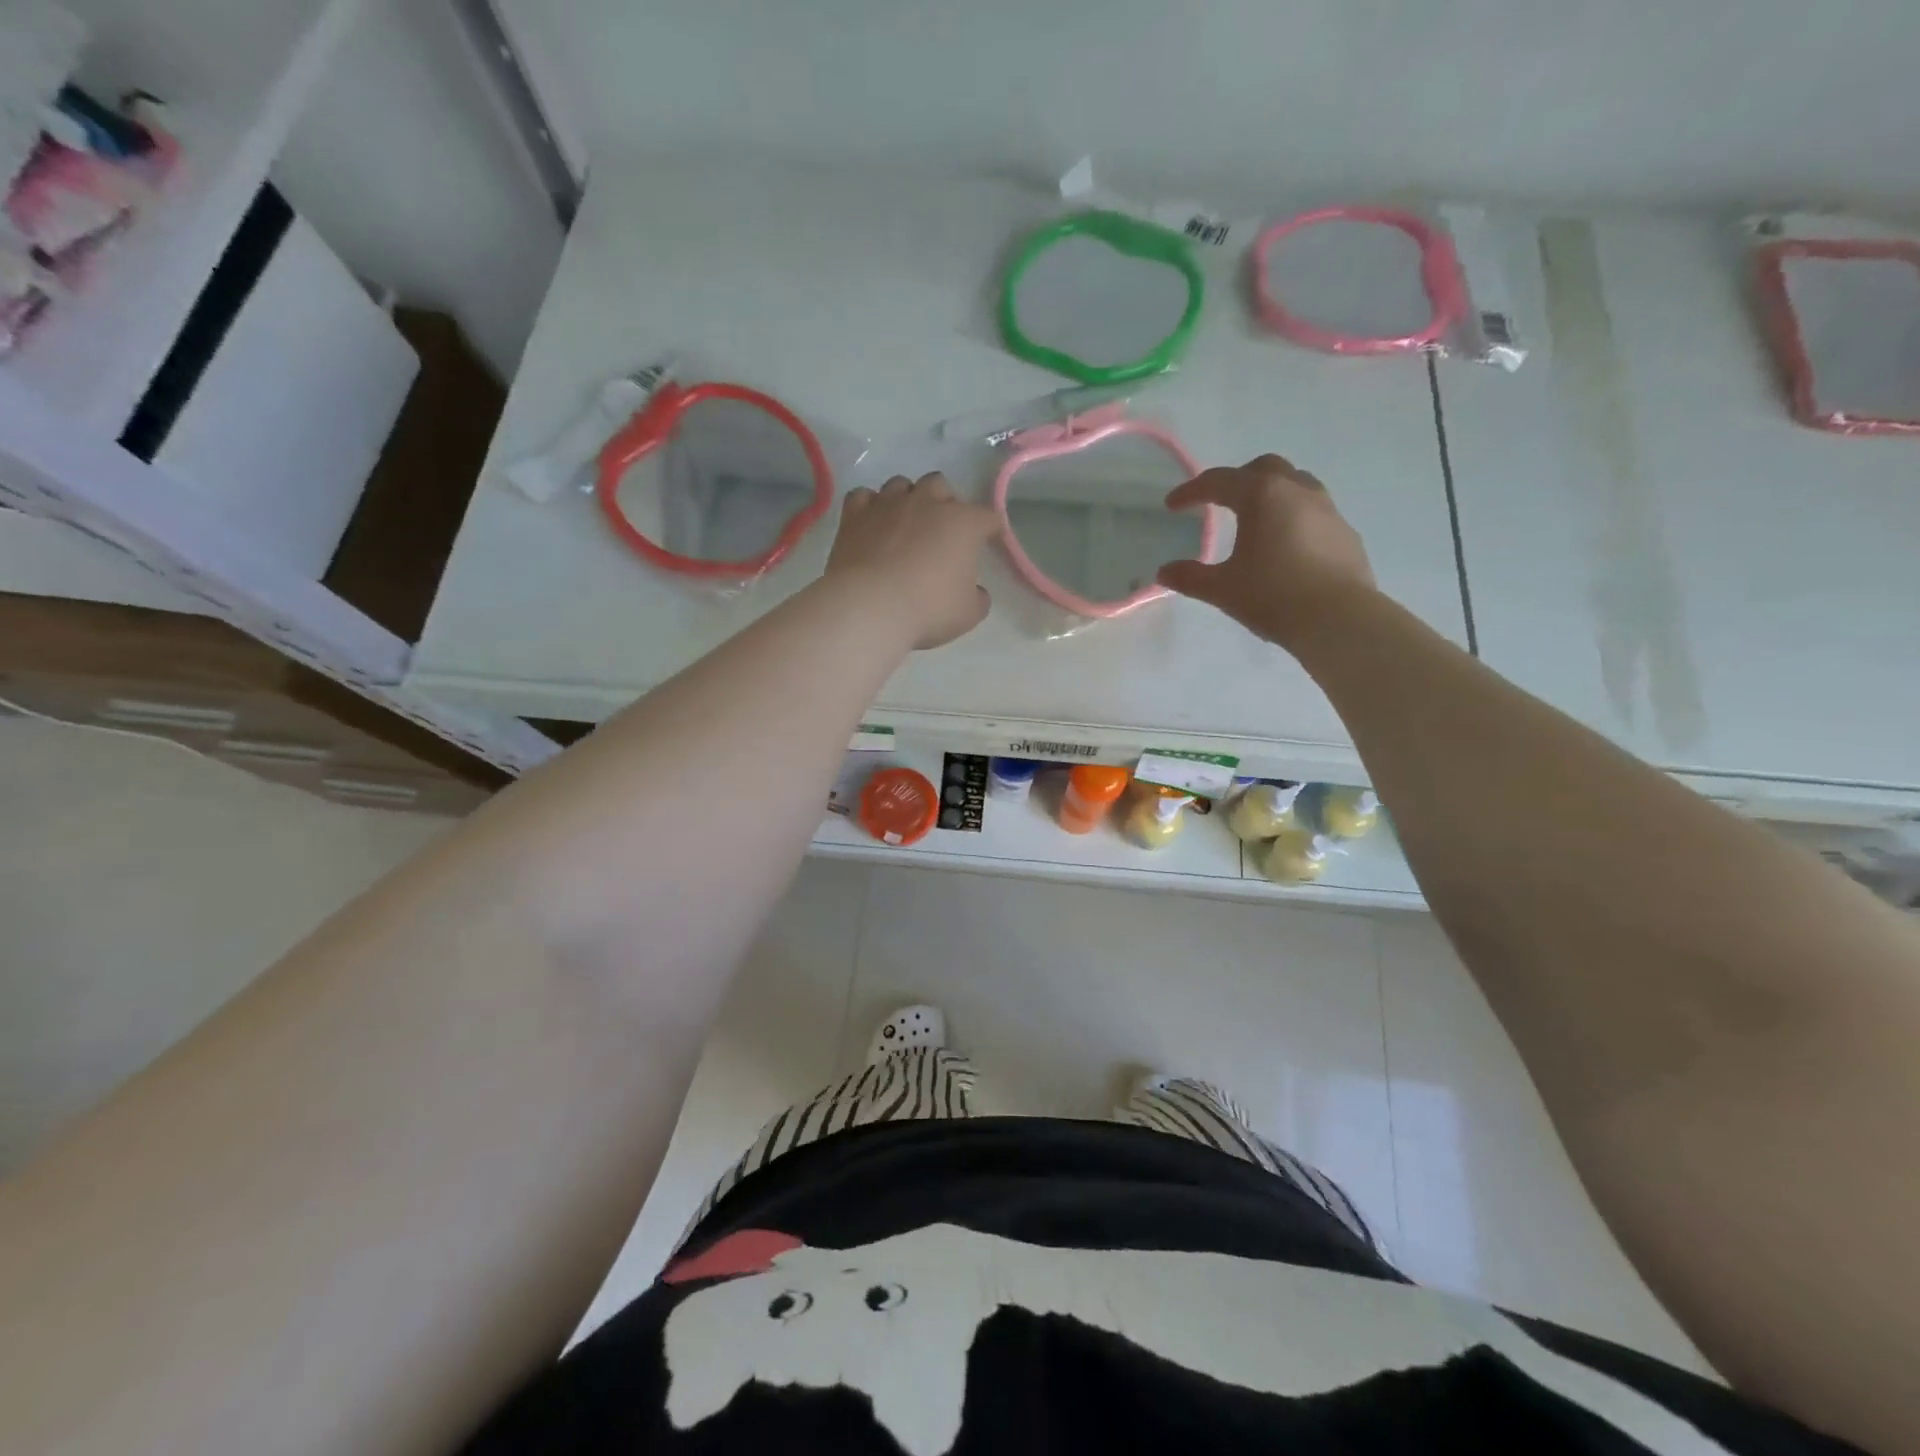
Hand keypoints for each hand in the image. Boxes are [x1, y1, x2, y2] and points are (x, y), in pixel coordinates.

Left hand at [826, 473, 999, 648]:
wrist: (870, 607)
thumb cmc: (928, 609)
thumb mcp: (968, 614)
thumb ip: (977, 597)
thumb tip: (975, 591)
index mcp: (963, 523)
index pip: (987, 517)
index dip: (991, 529)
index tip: (989, 541)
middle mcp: (927, 503)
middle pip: (940, 486)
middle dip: (943, 502)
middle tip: (940, 530)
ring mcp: (888, 504)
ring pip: (901, 485)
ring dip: (906, 499)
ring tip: (904, 523)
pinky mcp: (855, 514)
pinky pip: (863, 496)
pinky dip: (870, 506)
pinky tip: (871, 523)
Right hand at [1156, 454, 1376, 647]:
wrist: (1339, 619)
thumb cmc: (1274, 596)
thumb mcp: (1222, 589)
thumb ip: (1190, 577)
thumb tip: (1164, 572)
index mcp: (1262, 496)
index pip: (1219, 482)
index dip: (1191, 492)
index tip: (1172, 505)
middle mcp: (1297, 491)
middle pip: (1263, 469)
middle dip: (1236, 480)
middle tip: (1218, 501)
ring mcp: (1327, 510)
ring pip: (1295, 484)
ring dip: (1270, 493)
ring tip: (1255, 518)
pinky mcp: (1345, 533)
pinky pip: (1314, 511)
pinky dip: (1292, 517)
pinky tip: (1285, 545)